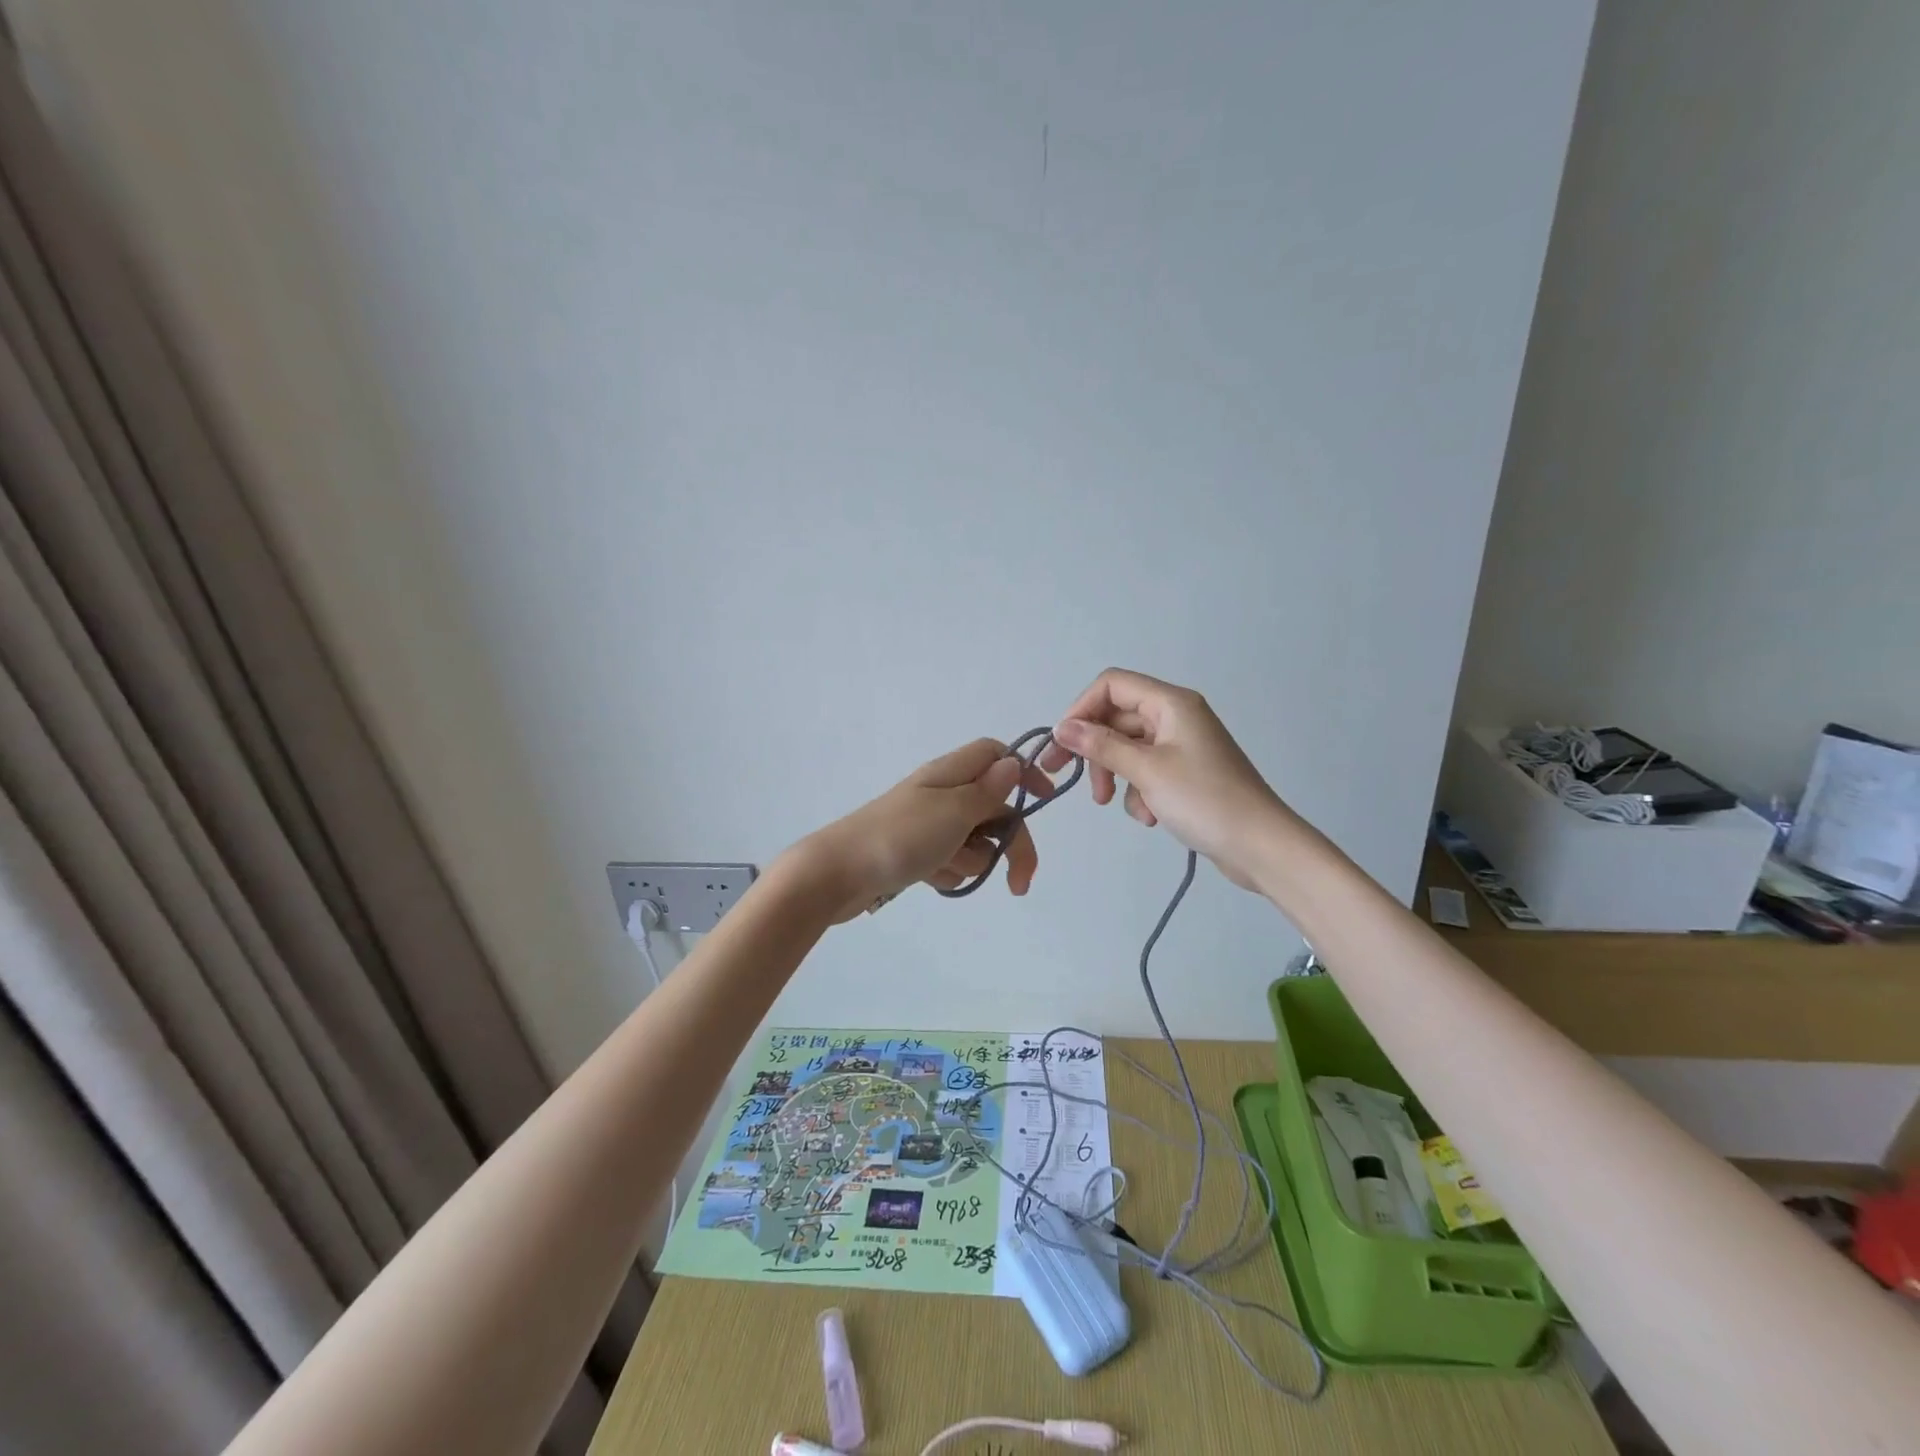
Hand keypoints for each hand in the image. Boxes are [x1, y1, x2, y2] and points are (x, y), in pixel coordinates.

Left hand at [800, 739, 1057, 921]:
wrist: (837, 874)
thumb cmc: (898, 838)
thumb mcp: (952, 812)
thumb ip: (987, 791)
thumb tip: (1012, 763)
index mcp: (949, 774)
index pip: (994, 754)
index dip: (1022, 772)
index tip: (1044, 800)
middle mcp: (941, 793)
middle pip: (994, 806)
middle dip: (1010, 842)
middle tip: (1019, 882)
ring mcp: (928, 823)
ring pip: (974, 838)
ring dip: (972, 859)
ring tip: (946, 869)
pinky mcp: (916, 851)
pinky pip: (950, 859)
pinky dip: (948, 871)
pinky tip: (931, 879)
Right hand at [1042, 668, 1289, 890]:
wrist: (1260, 846)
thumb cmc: (1203, 800)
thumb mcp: (1146, 771)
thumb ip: (1100, 746)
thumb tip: (1061, 727)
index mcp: (1171, 703)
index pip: (1111, 685)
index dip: (1081, 709)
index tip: (1062, 743)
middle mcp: (1176, 716)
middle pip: (1117, 718)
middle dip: (1094, 749)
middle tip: (1067, 778)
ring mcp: (1182, 745)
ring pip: (1128, 747)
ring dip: (1115, 774)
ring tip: (1111, 803)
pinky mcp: (1186, 772)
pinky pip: (1146, 769)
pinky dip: (1139, 790)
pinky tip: (1149, 816)